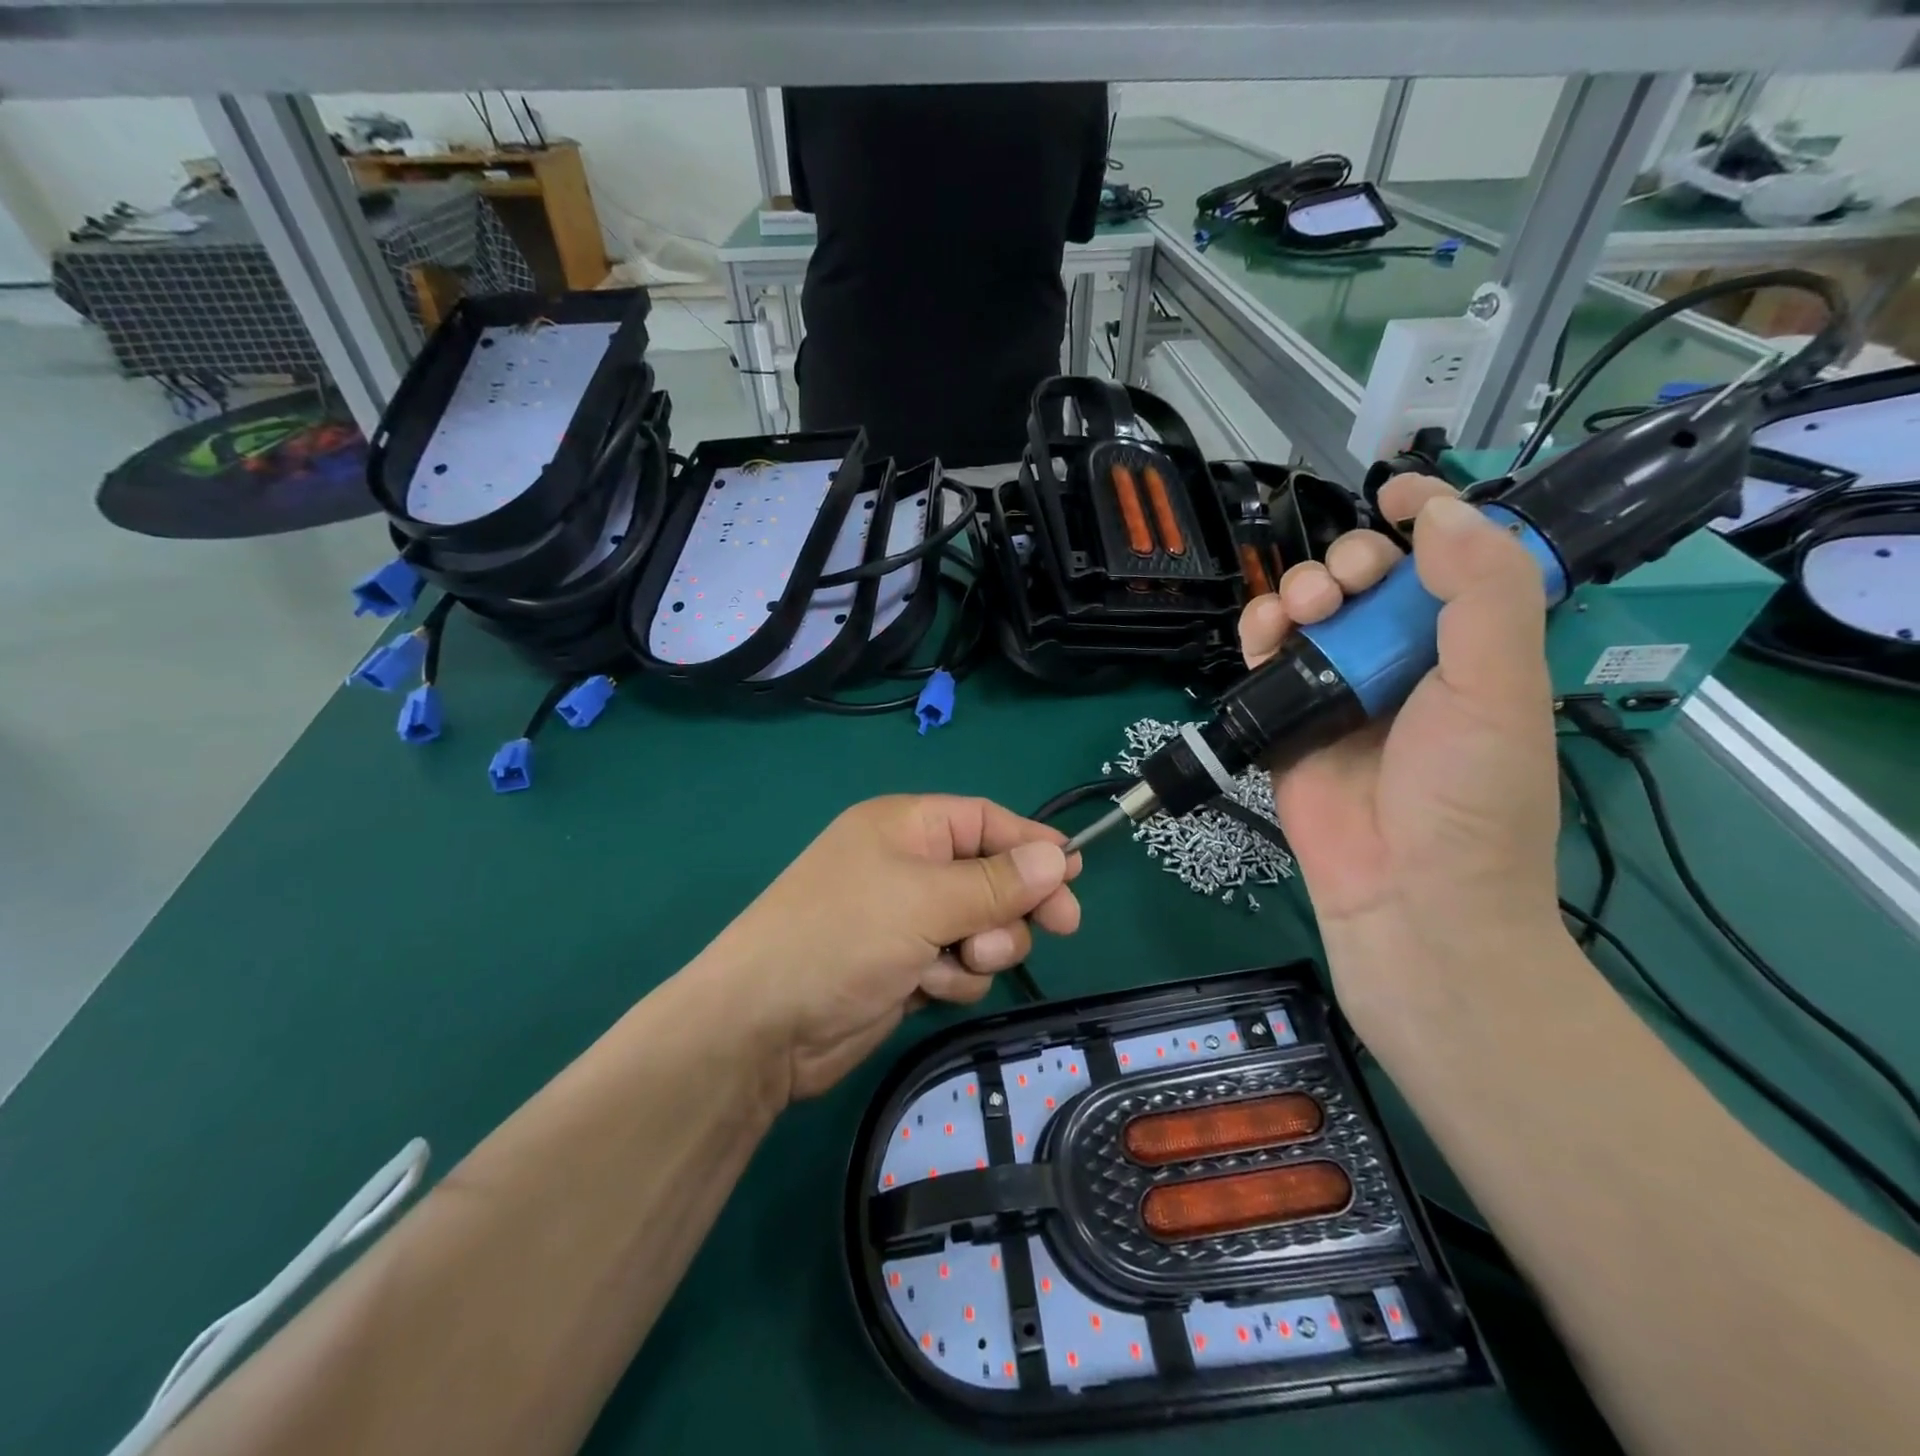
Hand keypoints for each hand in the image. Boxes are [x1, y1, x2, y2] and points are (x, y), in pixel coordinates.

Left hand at [698, 795, 1081, 1102]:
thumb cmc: (843, 937)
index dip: (1031, 844)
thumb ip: (997, 882)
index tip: (1075, 872)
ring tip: (958, 962)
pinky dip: (953, 978)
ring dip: (982, 946)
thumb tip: (1057, 857)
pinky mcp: (905, 967)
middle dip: (1013, 904)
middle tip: (1059, 925)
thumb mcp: (926, 900)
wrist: (764, 1026)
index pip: (984, 821)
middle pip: (991, 876)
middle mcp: (908, 867)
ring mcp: (905, 920)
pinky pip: (958, 965)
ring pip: (981, 926)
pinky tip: (926, 988)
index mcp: (906, 827)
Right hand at [1240, 479, 1563, 1047]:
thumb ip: (1482, 594)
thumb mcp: (1501, 688)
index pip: (1450, 561)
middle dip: (1348, 562)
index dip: (1430, 513)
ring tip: (1299, 614)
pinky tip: (1262, 635)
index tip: (1395, 489)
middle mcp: (1403, 661)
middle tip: (1343, 589)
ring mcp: (1341, 692)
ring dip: (1297, 593)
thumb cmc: (1469, 795)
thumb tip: (1441, 512)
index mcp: (1469, 647)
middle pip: (1367, 580)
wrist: (1407, 896)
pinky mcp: (1288, 722)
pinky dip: (1258, 635)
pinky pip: (1266, 661)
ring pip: (1309, 614)